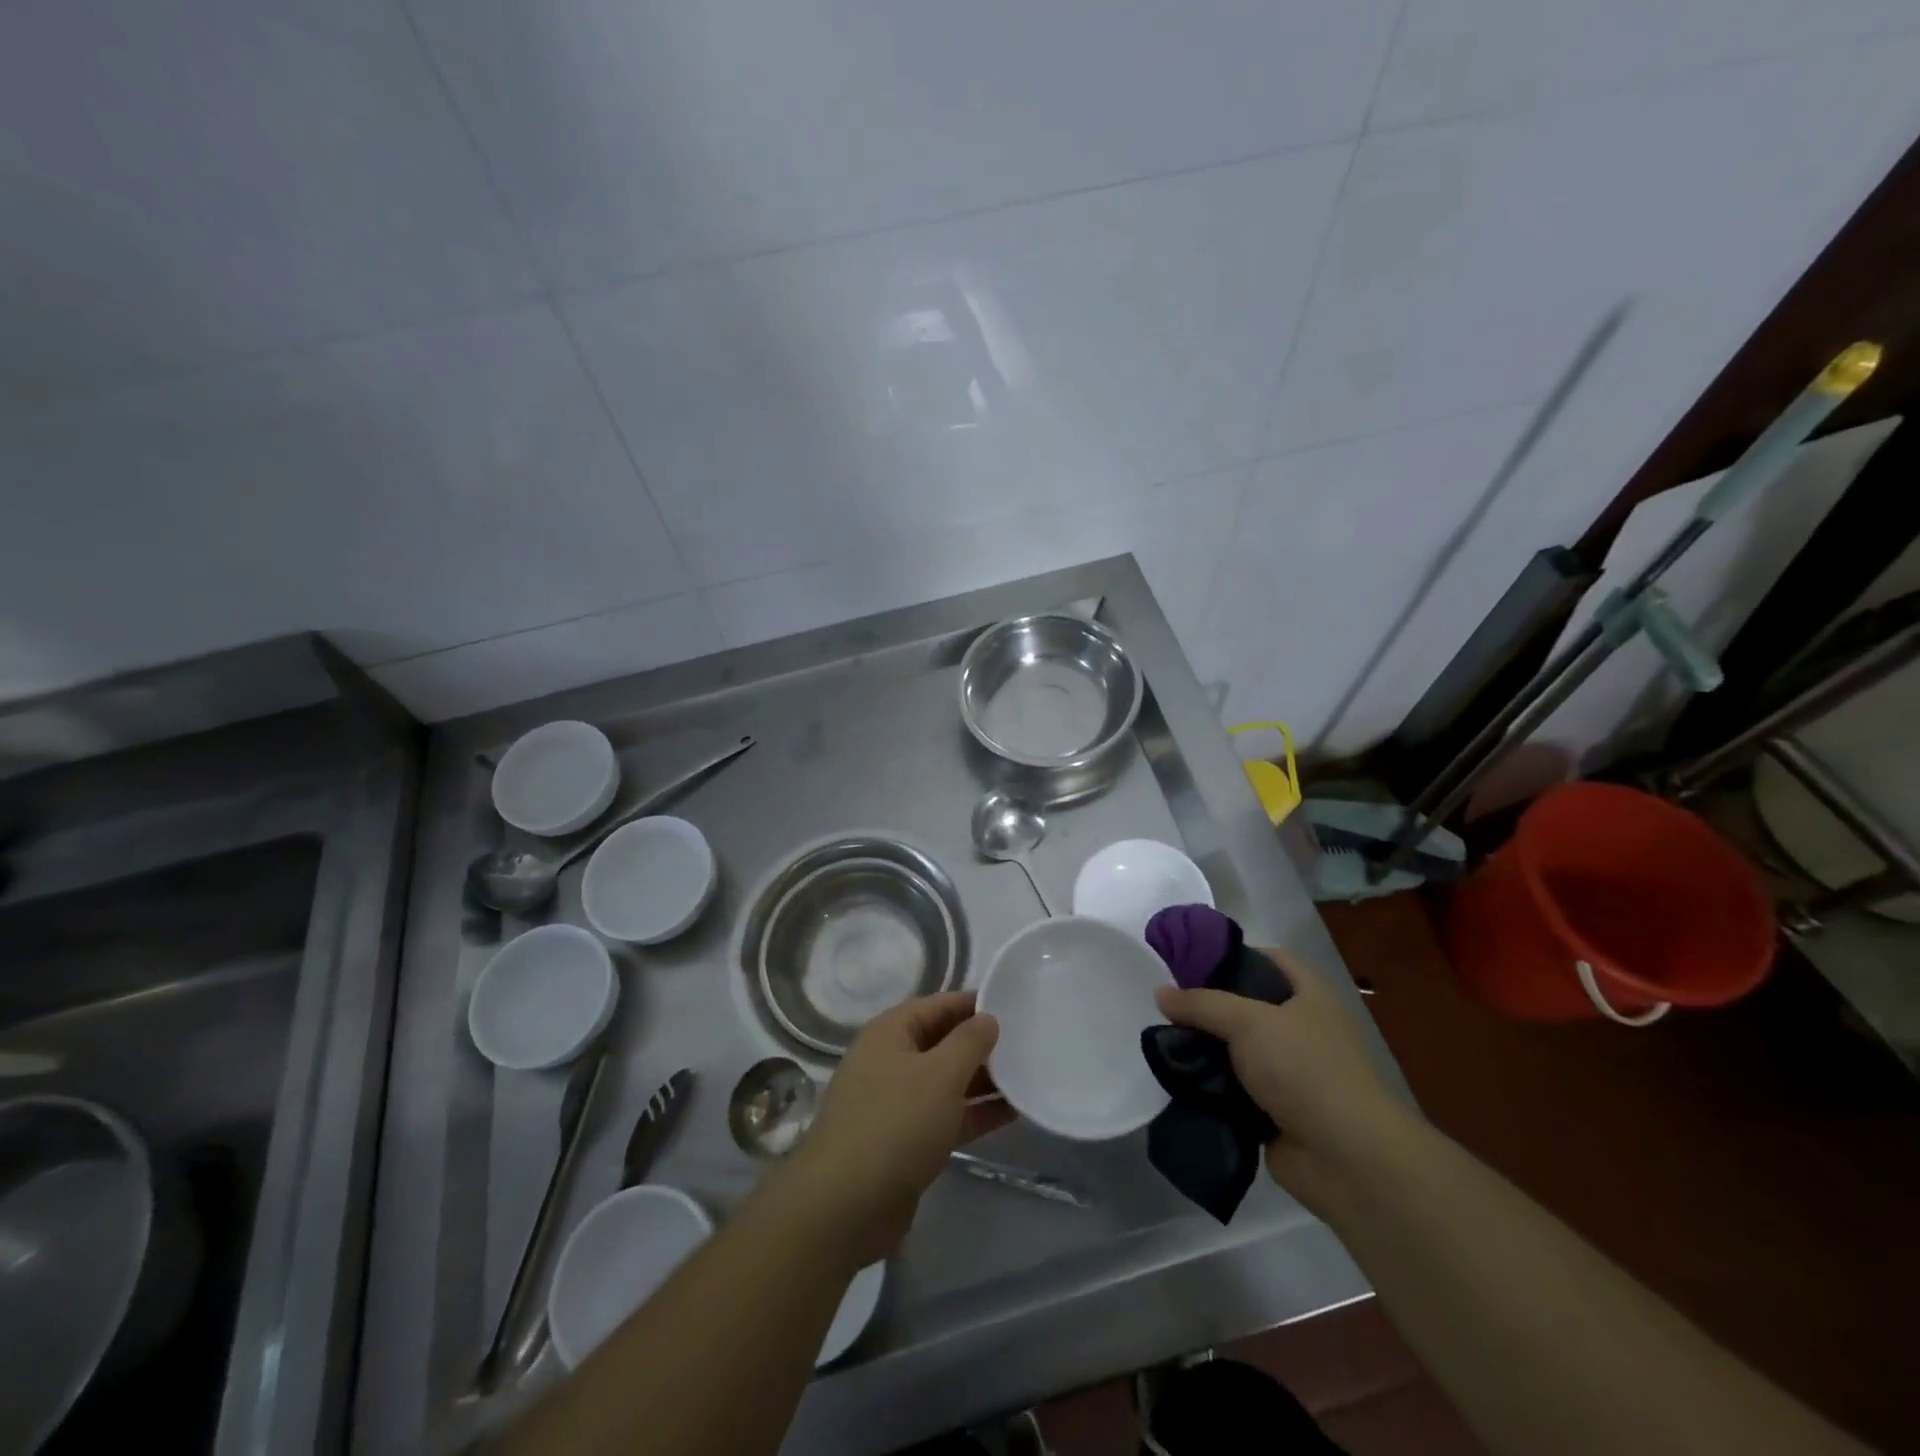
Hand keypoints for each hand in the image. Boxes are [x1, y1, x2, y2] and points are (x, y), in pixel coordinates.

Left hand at [782, 992, 1012, 1265]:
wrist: (845, 1206)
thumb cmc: (896, 1123)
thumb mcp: (941, 1075)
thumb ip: (969, 1042)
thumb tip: (987, 1018)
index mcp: (890, 1032)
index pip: (938, 1005)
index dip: (974, 1004)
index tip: (1014, 1006)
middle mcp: (890, 1060)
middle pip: (942, 1042)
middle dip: (981, 1044)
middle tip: (1026, 1044)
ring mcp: (895, 1102)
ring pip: (945, 1081)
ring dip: (982, 1081)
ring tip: (1027, 1077)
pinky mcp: (904, 1140)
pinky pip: (944, 1115)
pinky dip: (973, 1113)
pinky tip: (1011, 1113)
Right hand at [1155, 953, 1406, 1212]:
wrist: (1348, 1159)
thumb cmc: (1304, 1069)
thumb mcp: (1247, 1022)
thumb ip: (1201, 1004)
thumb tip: (1160, 993)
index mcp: (1309, 994)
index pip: (1266, 958)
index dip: (1229, 955)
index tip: (1187, 962)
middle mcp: (1303, 1027)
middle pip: (1246, 1005)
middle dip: (1208, 1008)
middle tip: (1168, 1008)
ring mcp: (1291, 1071)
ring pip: (1238, 1050)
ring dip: (1207, 1051)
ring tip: (1166, 1044)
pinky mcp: (1278, 1110)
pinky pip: (1236, 1089)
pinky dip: (1214, 1087)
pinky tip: (1181, 1082)